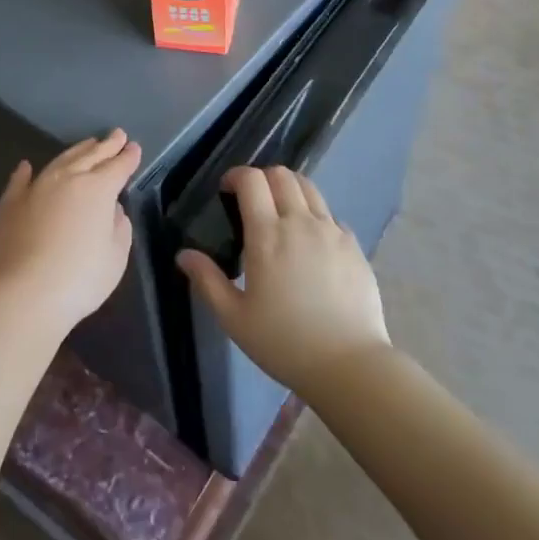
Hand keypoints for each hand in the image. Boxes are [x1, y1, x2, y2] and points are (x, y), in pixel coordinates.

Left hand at [0, 129, 140, 336]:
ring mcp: (35, 188)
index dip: (128, 157)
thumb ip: (119, 227)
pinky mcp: (10, 204)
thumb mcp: (115, 256)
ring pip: (59, 161)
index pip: (118, 167)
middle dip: (106, 146)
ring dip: (76, 151)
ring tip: (87, 144)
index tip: (134, 147)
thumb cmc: (80, 278)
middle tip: (117, 135)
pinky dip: (25, 172)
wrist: (23, 294)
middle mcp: (67, 179)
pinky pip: (19, 180)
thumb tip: (112, 209)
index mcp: (98, 189)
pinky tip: (26, 166)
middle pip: (91, 156)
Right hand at [177, 166, 390, 397]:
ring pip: (309, 188)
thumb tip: (184, 254)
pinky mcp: (354, 245)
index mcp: (267, 235)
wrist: (349, 364)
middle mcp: (301, 222)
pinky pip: (331, 215)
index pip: (252, 180)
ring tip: (281, 215)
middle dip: (262, 178)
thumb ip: (207, 281)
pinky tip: (310, 243)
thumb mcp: (234, 318)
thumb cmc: (284, 342)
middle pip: (282, 175)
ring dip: (289, 190)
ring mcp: (332, 231)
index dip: (236, 176)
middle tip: (251, 201)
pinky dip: (314, 215)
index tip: (226, 190)